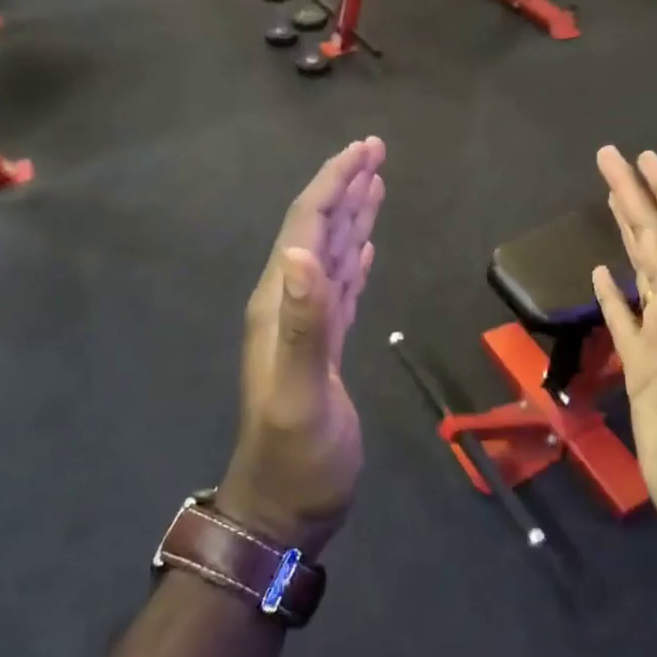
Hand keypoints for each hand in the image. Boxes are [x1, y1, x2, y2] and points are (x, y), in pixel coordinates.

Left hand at [221, 138, 385, 557]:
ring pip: (331, 253)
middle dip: (345, 186)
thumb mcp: (301, 393)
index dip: (334, 183)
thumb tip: (306, 252)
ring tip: (375, 183)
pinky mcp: (325, 344)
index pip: (307, 225)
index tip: (365, 149)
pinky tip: (364, 245)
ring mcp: (307, 323)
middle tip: (375, 150)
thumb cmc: (297, 456)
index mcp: (280, 302)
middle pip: (318, 228)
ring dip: (352, 215)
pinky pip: (341, 286)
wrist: (284, 506)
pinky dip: (354, 257)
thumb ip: (304, 323)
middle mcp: (289, 302)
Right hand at [591, 148, 656, 545]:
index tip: (642, 157)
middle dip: (636, 197)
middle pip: (656, 240)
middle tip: (610, 158)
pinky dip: (613, 293)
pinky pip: (624, 318)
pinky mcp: (643, 368)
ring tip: (610, 199)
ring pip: (641, 270)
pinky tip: (602, 275)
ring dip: (627, 233)